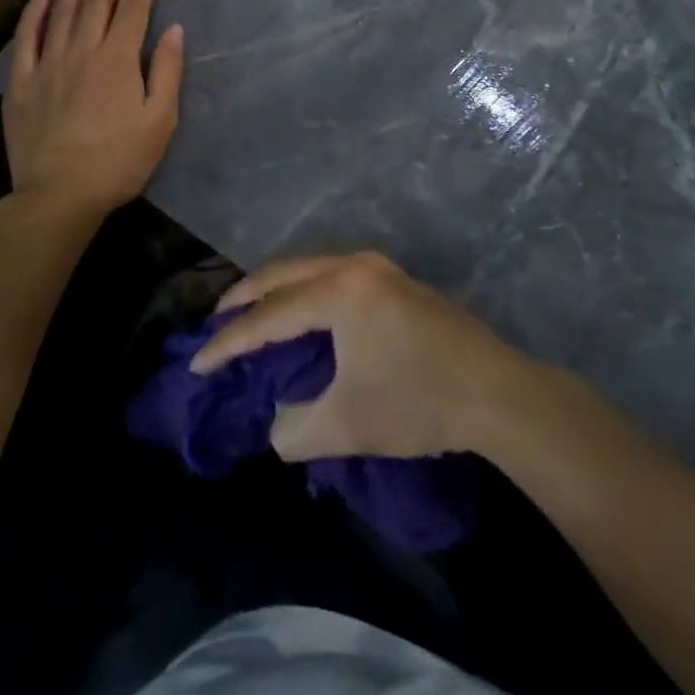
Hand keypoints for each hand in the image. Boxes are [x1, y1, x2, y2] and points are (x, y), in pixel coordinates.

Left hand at [4, 0, 183, 221]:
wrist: (59, 195)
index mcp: (117, 60)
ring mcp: (47, 64)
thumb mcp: (159, 121)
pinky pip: (26, 38)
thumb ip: (166, 71)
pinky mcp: (21, 82)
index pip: (134, 9)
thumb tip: (172, 29)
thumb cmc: (119, 161)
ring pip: (61, 11)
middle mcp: (82, 51)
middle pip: (96, 1)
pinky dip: (33, 12)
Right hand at [190, 252, 526, 460]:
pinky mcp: (395, 281)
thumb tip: (275, 421)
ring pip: (311, 268)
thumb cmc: (418, 402)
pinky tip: (300, 313)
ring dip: (277, 289)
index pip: (270, 316)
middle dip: (246, 295)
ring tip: (252, 314)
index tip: (197, 363)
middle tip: (216, 320)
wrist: (496, 393)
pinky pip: (333, 275)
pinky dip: (305, 290)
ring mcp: (379, 268)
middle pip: (285, 272)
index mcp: (340, 291)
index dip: (231, 342)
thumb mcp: (347, 425)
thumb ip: (294, 428)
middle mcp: (355, 265)